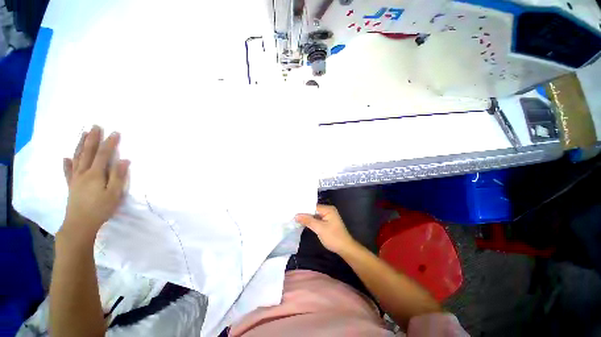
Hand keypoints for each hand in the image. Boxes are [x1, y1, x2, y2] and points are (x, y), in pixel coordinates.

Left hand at [60, 125, 129, 243]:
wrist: (80, 224)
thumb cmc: (100, 208)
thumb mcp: (114, 193)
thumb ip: (119, 176)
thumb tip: (124, 160)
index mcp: (95, 174)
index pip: (104, 154)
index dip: (110, 143)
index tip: (115, 132)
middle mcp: (83, 173)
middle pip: (88, 152)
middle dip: (92, 138)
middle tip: (95, 126)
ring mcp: (75, 179)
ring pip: (77, 158)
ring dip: (81, 145)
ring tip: (83, 134)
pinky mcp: (71, 185)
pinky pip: (68, 172)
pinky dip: (67, 163)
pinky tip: (66, 158)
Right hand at [295, 205, 356, 254]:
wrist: (345, 248)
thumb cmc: (333, 237)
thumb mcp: (319, 228)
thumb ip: (308, 221)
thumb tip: (296, 215)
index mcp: (328, 209)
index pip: (313, 206)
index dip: (303, 209)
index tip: (293, 210)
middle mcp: (328, 210)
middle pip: (313, 210)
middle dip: (304, 213)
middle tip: (292, 214)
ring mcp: (327, 216)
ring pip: (314, 215)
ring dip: (307, 217)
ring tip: (295, 218)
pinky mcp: (326, 222)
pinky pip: (317, 219)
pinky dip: (311, 221)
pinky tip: (303, 222)